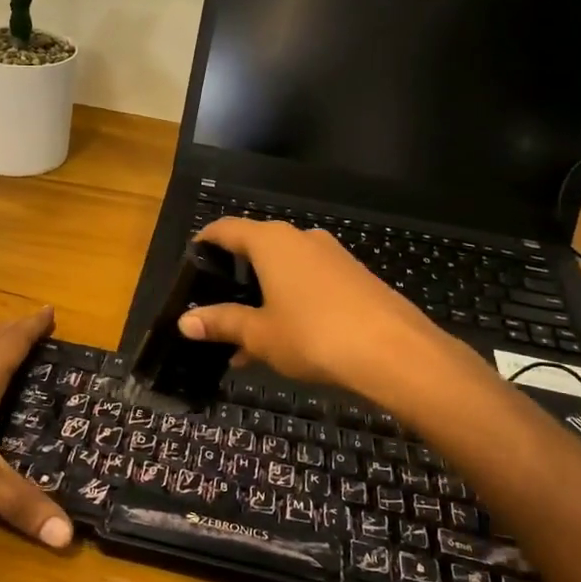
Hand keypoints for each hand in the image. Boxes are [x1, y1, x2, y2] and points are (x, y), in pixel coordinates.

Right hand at [178, 219, 473, 401]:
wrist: (396, 352)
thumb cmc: (314, 335)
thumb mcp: (260, 334)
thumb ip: (222, 323)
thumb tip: (184, 321)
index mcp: (272, 242)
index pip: (227, 229)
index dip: (205, 242)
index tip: (191, 260)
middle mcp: (302, 238)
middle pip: (257, 248)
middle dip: (235, 277)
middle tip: (215, 307)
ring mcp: (332, 256)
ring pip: (285, 270)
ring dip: (263, 297)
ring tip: (245, 339)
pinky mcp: (355, 277)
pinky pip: (310, 283)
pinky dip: (290, 303)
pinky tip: (284, 341)